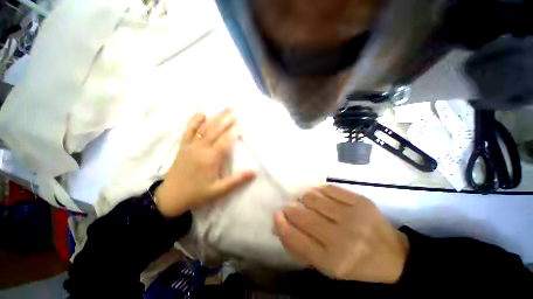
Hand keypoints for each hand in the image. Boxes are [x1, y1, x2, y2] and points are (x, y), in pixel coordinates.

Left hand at [155, 109, 255, 217]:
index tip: (241, 124)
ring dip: (214, 117)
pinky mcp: (183, 146)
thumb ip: (236, 180)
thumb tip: (254, 172)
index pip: (225, 141)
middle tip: (234, 110)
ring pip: (203, 128)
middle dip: (225, 119)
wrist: (170, 197)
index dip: (234, 132)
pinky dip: (194, 120)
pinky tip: (201, 112)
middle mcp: (200, 149)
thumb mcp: (218, 190)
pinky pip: (188, 130)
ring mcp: (190, 146)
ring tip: (223, 109)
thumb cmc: (196, 194)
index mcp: (210, 159)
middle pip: (214, 130)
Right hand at [273, 185, 409, 282]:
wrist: (392, 254)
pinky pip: (328, 188)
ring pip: (312, 197)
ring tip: (308, 203)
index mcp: (333, 261)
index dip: (281, 225)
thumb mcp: (326, 266)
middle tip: (291, 208)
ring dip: (304, 199)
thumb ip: (299, 247)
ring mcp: (353, 216)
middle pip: (302, 215)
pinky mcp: (360, 200)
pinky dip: (319, 191)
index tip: (276, 215)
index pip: (295, 239)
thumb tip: (279, 224)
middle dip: (291, 209)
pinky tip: (321, 196)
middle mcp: (342, 238)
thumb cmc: (354, 263)